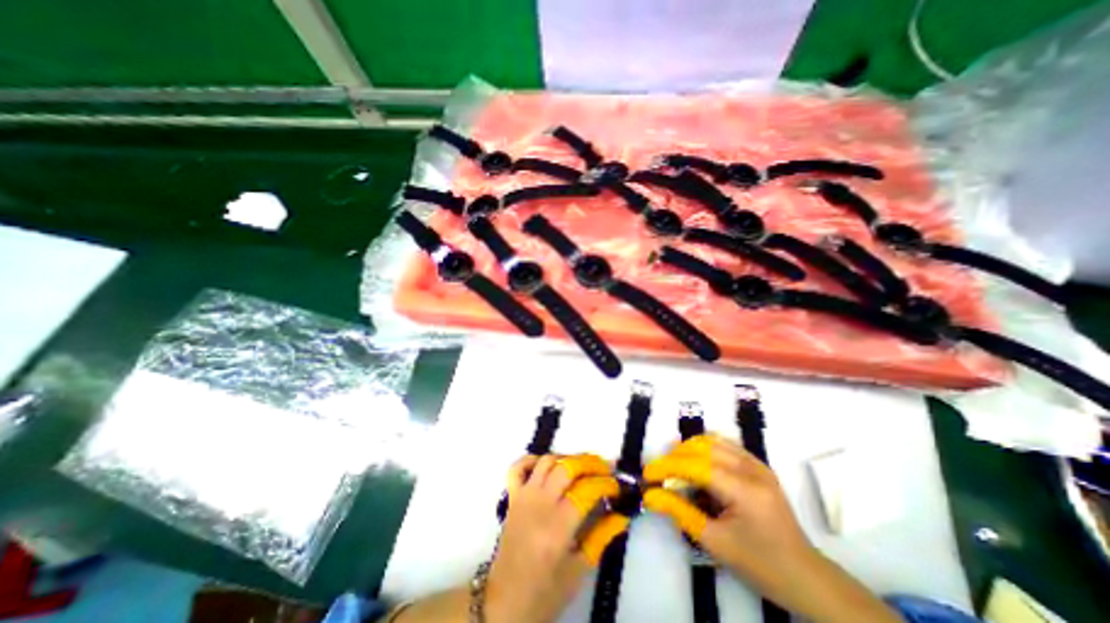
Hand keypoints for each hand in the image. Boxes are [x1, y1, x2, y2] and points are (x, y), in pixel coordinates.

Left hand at [488, 453, 626, 622]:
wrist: (505, 603)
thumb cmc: (546, 592)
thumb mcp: (579, 569)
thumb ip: (601, 537)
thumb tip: (622, 515)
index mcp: (558, 525)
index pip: (586, 490)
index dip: (605, 484)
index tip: (617, 486)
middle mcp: (540, 503)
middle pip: (567, 467)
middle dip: (590, 463)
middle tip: (605, 468)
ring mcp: (523, 496)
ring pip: (547, 461)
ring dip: (567, 458)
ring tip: (582, 467)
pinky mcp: (512, 497)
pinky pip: (518, 467)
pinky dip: (532, 459)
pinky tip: (547, 465)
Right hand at [638, 432, 811, 592]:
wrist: (805, 576)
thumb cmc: (759, 564)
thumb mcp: (714, 542)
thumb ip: (679, 512)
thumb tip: (650, 495)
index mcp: (745, 490)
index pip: (696, 466)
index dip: (667, 466)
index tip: (647, 474)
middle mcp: (752, 468)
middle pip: (702, 448)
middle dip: (675, 456)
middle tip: (659, 472)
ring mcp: (757, 463)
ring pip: (712, 441)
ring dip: (688, 449)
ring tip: (674, 465)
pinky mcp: (758, 464)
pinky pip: (724, 445)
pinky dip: (704, 448)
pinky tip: (696, 463)